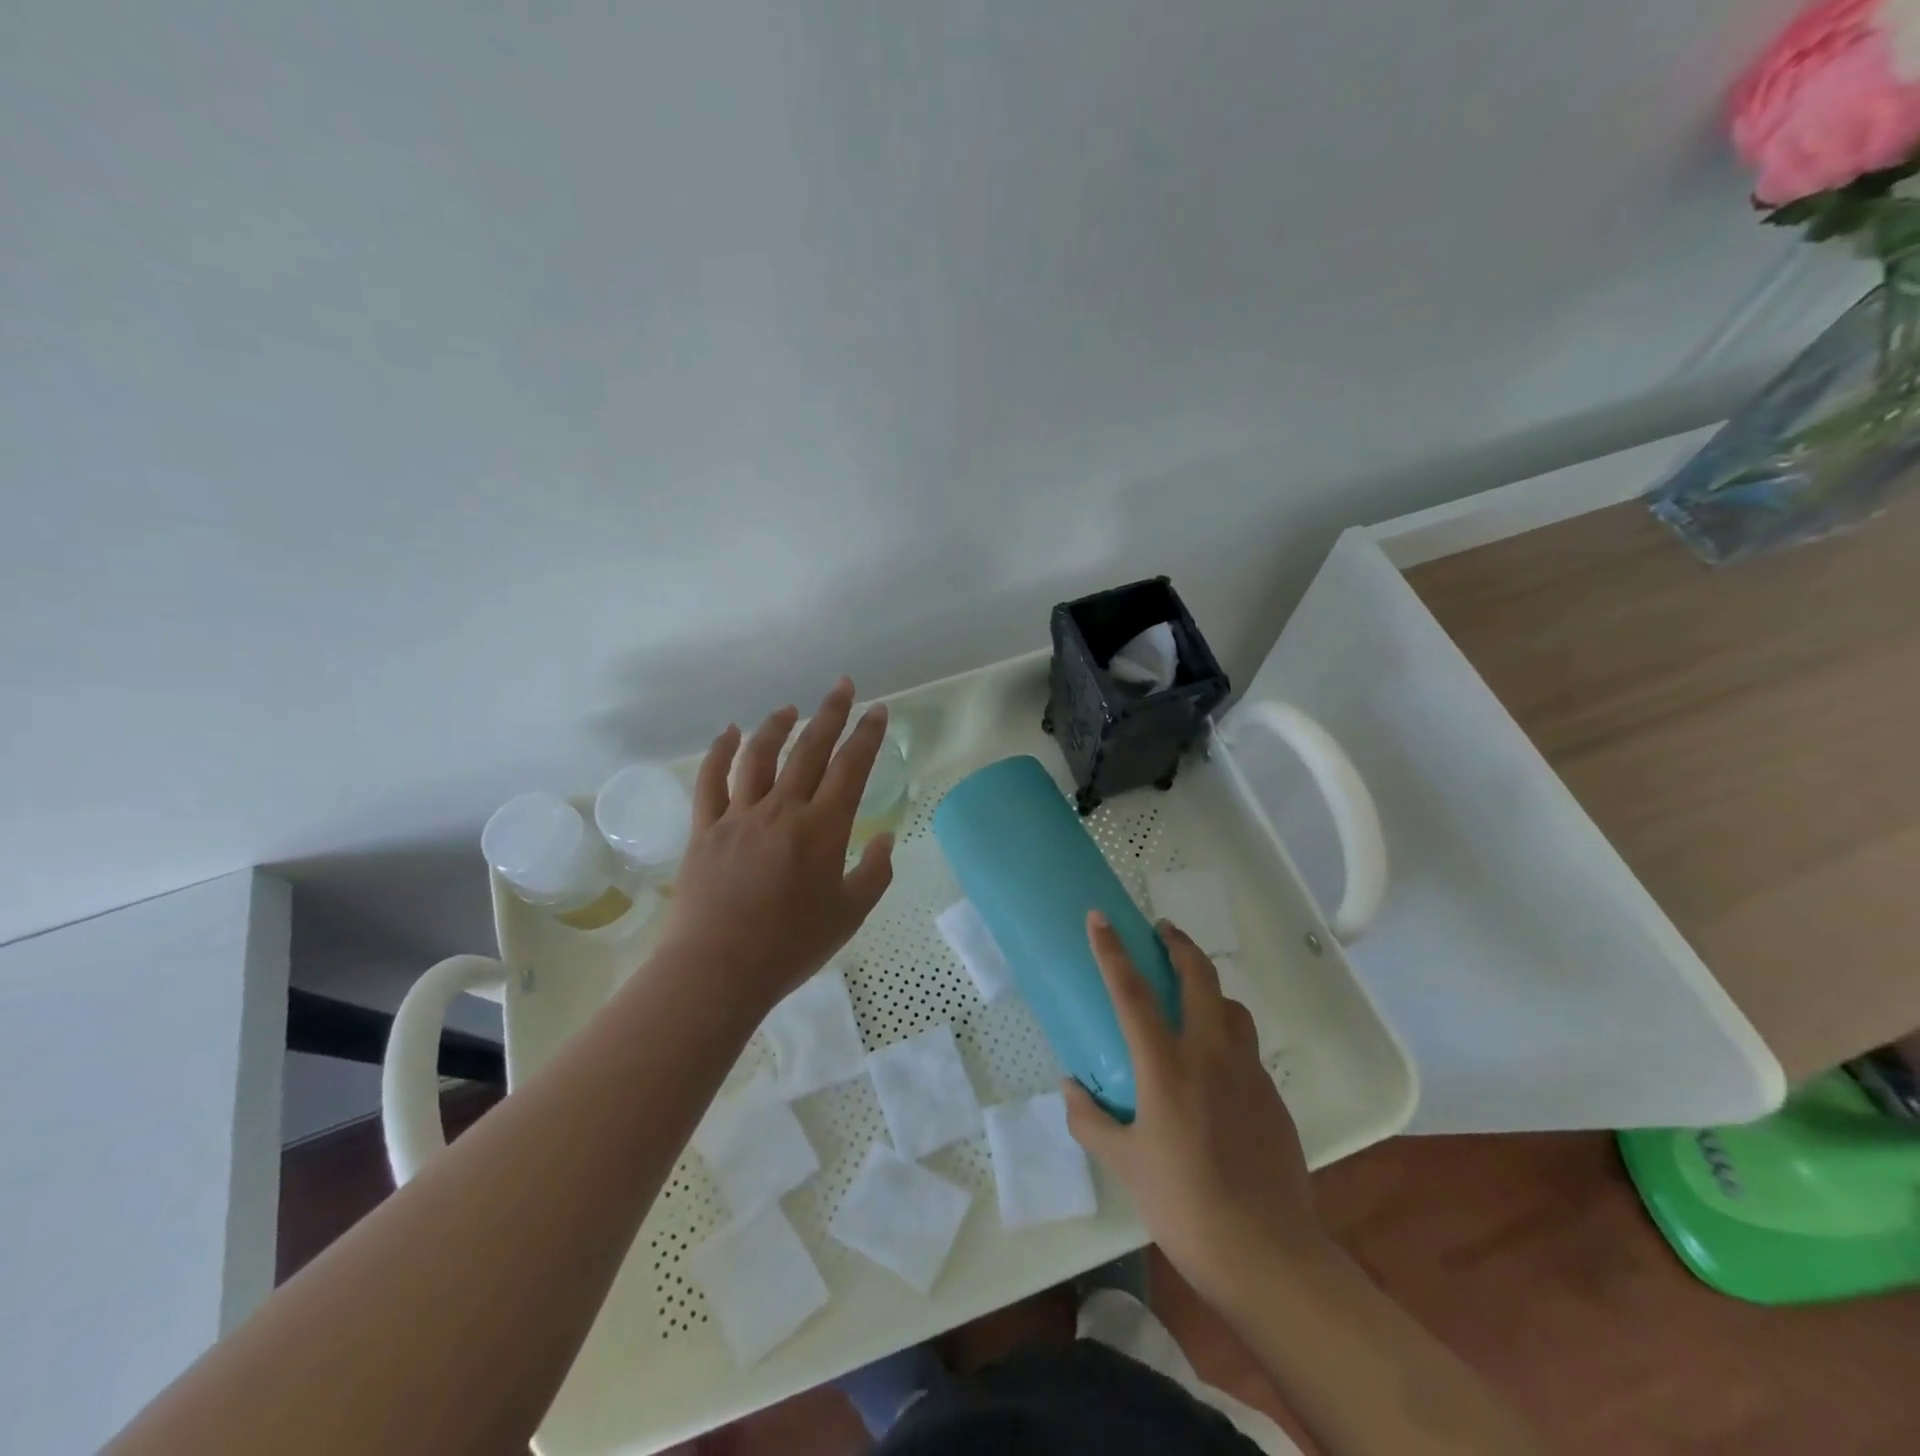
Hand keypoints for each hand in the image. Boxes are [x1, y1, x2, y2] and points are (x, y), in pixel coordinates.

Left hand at [657, 678, 893, 1011]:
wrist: (718, 971)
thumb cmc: (791, 946)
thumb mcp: (850, 915)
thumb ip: (874, 873)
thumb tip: (885, 838)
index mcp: (823, 828)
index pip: (851, 767)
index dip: (867, 735)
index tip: (877, 710)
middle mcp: (783, 810)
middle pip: (809, 749)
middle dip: (830, 713)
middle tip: (842, 686)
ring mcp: (739, 816)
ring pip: (759, 756)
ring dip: (777, 726)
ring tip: (791, 709)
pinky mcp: (705, 829)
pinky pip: (711, 781)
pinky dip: (720, 752)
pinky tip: (729, 732)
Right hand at [1063, 912, 1326, 1305]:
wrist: (1268, 1255)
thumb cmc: (1184, 1205)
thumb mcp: (1125, 1164)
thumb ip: (1091, 1121)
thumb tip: (1070, 1088)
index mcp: (1167, 1067)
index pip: (1132, 992)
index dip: (1112, 950)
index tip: (1100, 917)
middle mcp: (1210, 1055)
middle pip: (1199, 977)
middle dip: (1180, 945)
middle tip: (1162, 932)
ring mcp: (1248, 1073)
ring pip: (1232, 1007)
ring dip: (1210, 989)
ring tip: (1193, 998)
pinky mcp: (1273, 1096)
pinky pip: (1247, 1048)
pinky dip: (1228, 1036)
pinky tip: (1216, 1068)